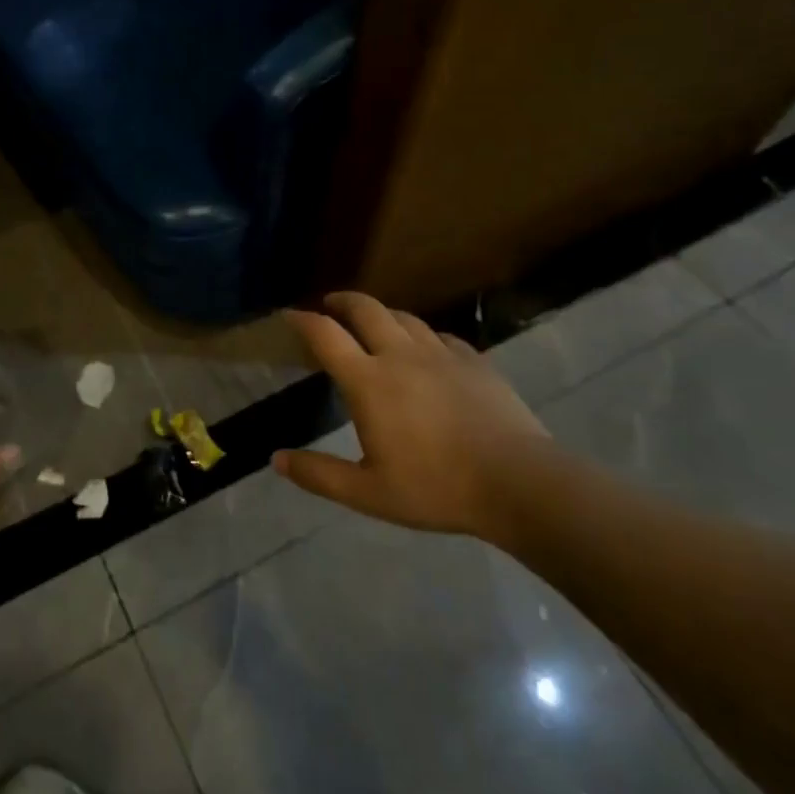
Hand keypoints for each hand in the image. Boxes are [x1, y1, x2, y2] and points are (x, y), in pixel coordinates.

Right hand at [273, 291, 551, 545]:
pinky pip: (439, 335)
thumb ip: (319, 474)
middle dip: (342, 301)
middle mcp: (400, 355)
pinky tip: (425, 349)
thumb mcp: (368, 493)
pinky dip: (421, 334)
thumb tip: (276, 459)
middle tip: (330, 304)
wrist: (518, 482)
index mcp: (369, 381)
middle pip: (365, 309)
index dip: (302, 320)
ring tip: (373, 322)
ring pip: (404, 317)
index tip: (288, 314)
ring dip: (381, 313)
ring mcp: (441, 354)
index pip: (326, 336)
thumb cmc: (436, 488)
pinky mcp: (474, 361)